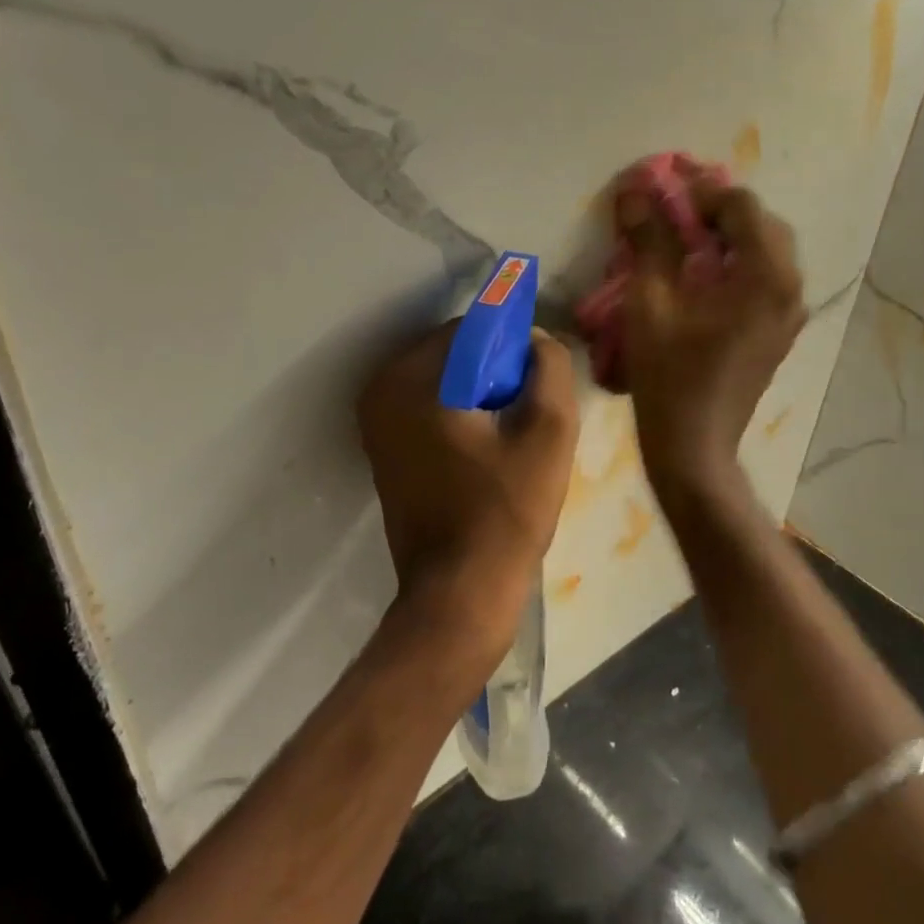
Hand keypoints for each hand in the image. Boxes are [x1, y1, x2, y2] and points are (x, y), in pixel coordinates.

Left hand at [358, 322, 578, 671]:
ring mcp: (375, 424)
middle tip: (527, 415)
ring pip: (443, 382)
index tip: (537, 384)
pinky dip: (459, 416)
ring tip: (510, 439)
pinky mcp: (383, 451)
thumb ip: (548, 368)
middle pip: (453, 354)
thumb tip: (534, 339)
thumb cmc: (504, 513)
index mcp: (408, 379)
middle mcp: (380, 392)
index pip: (470, 329)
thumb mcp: (548, 433)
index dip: (512, 347)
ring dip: (480, 396)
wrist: (459, 594)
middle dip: (494, 372)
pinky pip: (429, 410)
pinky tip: (487, 454)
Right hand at [618, 175, 806, 495]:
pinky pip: (762, 279)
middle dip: (716, 210)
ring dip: (726, 236)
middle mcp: (789, 287)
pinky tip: (698, 275)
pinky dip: (733, 263)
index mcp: (764, 276)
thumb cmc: (668, 376)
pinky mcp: (777, 331)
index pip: (740, 206)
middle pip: (759, 224)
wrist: (694, 445)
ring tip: (682, 238)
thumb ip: (648, 242)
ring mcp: (788, 313)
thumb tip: (636, 191)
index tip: (662, 189)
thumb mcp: (650, 304)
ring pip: (764, 251)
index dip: (700, 191)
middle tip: (672, 211)